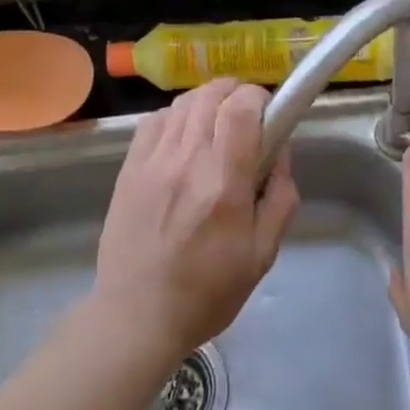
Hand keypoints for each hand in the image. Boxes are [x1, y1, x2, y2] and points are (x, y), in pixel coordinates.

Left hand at [92, 79, 298, 362]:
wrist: (138, 315)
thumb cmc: (208, 292)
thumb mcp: (263, 254)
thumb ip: (280, 198)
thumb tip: (281, 153)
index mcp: (224, 183)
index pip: (240, 107)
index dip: (259, 98)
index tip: (268, 114)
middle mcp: (186, 161)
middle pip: (211, 94)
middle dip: (236, 94)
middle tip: (247, 118)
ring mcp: (152, 161)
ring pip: (182, 102)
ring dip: (207, 102)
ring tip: (216, 124)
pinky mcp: (129, 169)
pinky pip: (154, 120)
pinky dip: (176, 116)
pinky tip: (183, 137)